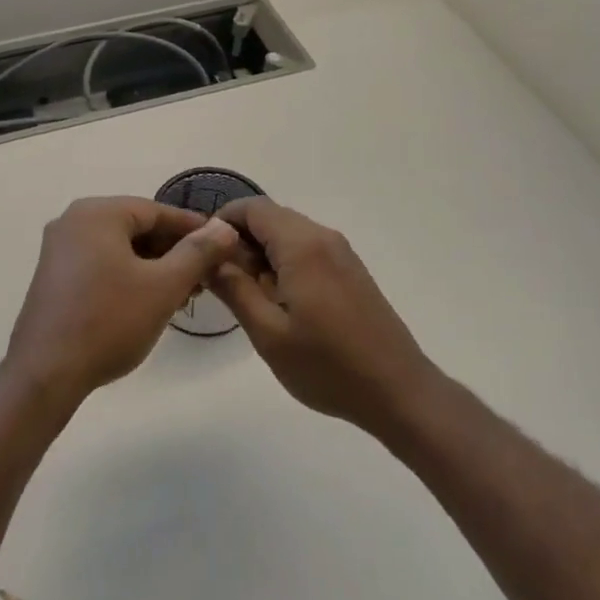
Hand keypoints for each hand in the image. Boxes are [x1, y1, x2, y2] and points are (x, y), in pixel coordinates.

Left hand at [5, 197, 239, 408]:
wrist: (46, 374)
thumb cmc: (109, 322)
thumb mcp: (163, 286)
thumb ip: (198, 252)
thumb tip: (225, 227)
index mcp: (97, 213)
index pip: (157, 211)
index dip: (194, 228)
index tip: (223, 245)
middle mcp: (73, 221)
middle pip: (137, 227)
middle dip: (174, 250)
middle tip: (206, 275)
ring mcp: (59, 249)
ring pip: (120, 248)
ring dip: (154, 266)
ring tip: (184, 292)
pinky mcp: (54, 276)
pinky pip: (102, 263)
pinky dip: (129, 275)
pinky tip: (150, 300)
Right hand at [209, 198, 438, 439]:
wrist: (398, 391)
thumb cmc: (327, 365)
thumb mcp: (268, 333)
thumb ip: (234, 288)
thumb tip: (208, 256)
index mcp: (302, 245)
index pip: (252, 208)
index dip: (221, 222)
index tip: (201, 252)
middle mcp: (323, 237)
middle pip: (270, 218)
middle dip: (239, 241)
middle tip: (219, 281)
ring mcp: (341, 253)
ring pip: (288, 234)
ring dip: (261, 254)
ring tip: (246, 296)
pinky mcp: (350, 270)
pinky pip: (307, 250)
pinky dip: (284, 263)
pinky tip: (279, 302)